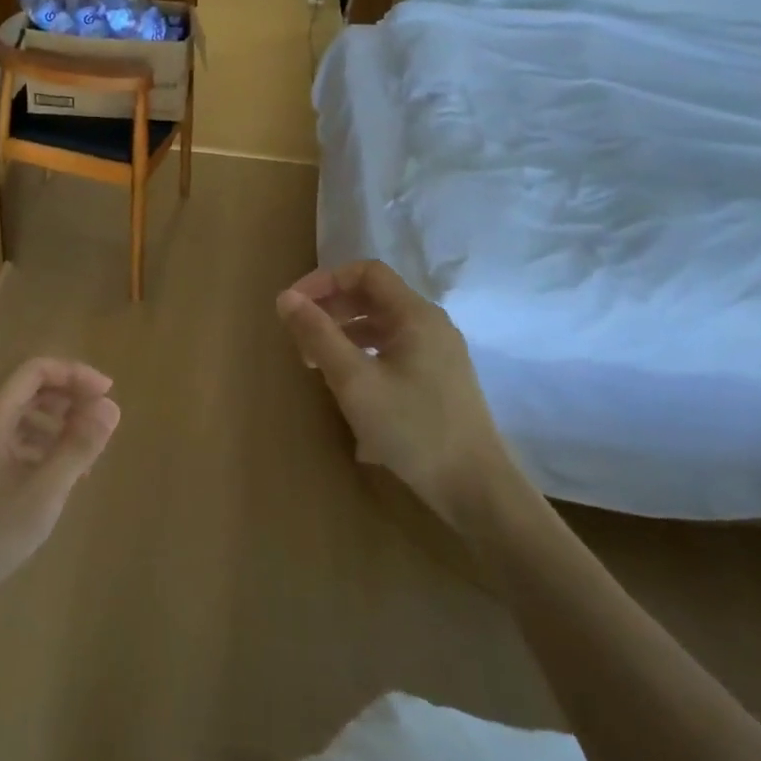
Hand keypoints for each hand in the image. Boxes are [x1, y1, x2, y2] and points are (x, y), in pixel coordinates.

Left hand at [0, 358, 120, 616]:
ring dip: (50, 426)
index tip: (107, 395)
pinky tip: (48, 480)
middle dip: (65, 400)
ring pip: (12, 419)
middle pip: (23, 390)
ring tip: (80, 457)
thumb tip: (110, 406)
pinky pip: (1, 443)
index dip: (74, 375)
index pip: (33, 370)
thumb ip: (78, 446)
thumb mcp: (43, 492)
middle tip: (97, 423)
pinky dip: (31, 449)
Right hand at [277, 260, 516, 530]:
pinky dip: (362, 355)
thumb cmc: (412, 428)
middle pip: (373, 297)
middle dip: (331, 309)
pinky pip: (392, 351)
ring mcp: (438, 354)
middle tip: (299, 338)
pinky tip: (347, 387)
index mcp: (415, 315)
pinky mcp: (438, 380)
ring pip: (381, 326)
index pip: (365, 272)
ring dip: (344, 334)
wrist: (475, 488)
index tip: (293, 306)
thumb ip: (318, 334)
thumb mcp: (354, 381)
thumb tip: (285, 298)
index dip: (325, 280)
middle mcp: (430, 325)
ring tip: (316, 365)